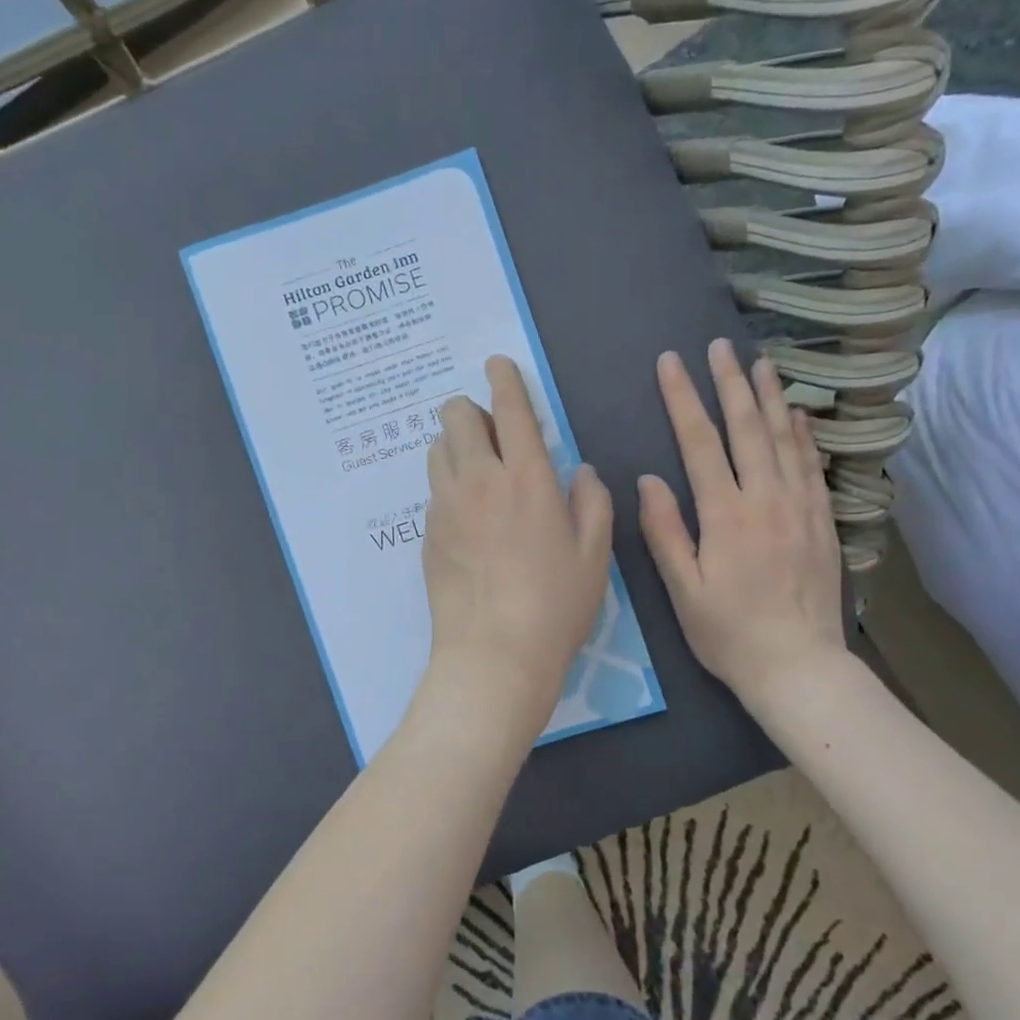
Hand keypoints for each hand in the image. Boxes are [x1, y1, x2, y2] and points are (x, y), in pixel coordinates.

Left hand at [421, 356, 613, 731]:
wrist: (493, 656)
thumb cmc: (555, 607)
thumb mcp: (593, 555)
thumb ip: (591, 502)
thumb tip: (578, 471)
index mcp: (527, 480)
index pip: (511, 410)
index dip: (504, 379)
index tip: (497, 364)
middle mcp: (479, 481)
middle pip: (457, 416)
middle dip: (471, 409)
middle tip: (492, 433)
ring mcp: (445, 506)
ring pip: (438, 448)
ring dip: (456, 445)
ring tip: (478, 471)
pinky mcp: (426, 533)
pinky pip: (433, 489)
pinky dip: (448, 484)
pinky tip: (467, 517)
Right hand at [638, 340, 847, 702]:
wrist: (800, 667)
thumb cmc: (729, 633)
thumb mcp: (683, 590)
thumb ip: (665, 532)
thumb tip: (648, 481)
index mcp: (725, 515)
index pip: (699, 443)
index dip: (683, 399)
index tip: (671, 363)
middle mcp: (766, 500)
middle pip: (746, 428)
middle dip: (730, 383)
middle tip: (719, 346)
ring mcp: (800, 507)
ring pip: (784, 439)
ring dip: (770, 397)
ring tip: (761, 362)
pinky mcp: (821, 521)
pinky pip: (812, 466)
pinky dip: (803, 434)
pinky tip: (797, 414)